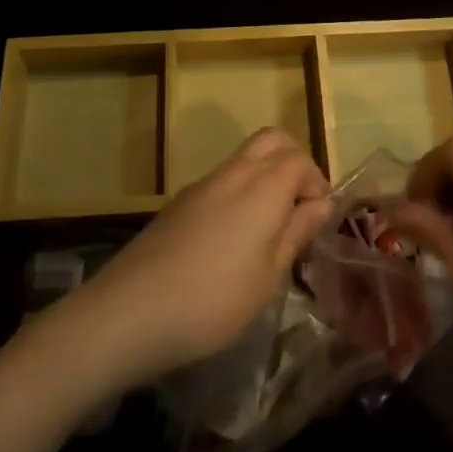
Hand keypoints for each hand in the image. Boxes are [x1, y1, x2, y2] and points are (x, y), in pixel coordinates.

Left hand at [67, 128, 332, 389]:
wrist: (131, 310)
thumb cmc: (214, 300)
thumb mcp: (268, 276)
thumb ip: (296, 232)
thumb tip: (321, 203)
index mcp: (263, 186)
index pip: (300, 161)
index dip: (316, 184)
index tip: (317, 221)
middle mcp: (235, 172)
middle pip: (272, 141)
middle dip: (293, 163)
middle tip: (297, 209)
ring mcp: (203, 183)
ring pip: (246, 157)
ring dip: (266, 176)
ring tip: (269, 229)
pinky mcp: (181, 201)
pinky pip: (223, 179)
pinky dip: (240, 191)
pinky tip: (232, 239)